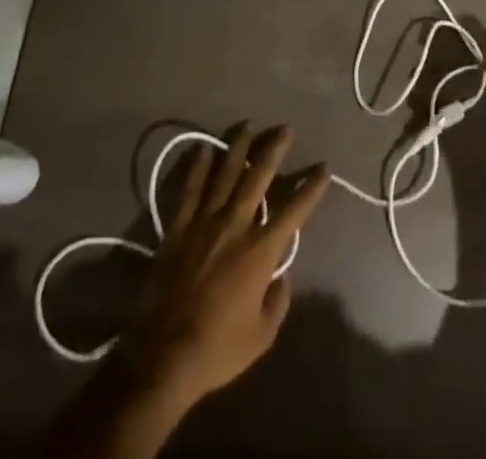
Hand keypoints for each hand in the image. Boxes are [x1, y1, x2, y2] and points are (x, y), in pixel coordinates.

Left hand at [130, 126, 329, 413]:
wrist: (161, 359)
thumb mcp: (262, 336)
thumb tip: (280, 276)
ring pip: (226, 173)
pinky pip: (191, 189)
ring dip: (239, 147)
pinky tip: (205, 148)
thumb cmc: (216, 350)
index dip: (312, 187)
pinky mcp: (178, 229)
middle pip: (259, 176)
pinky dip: (199, 167)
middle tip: (285, 128)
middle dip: (275, 148)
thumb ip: (278, 301)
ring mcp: (205, 223)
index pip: (295, 209)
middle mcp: (236, 225)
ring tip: (249, 126)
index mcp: (261, 250)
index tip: (324, 167)